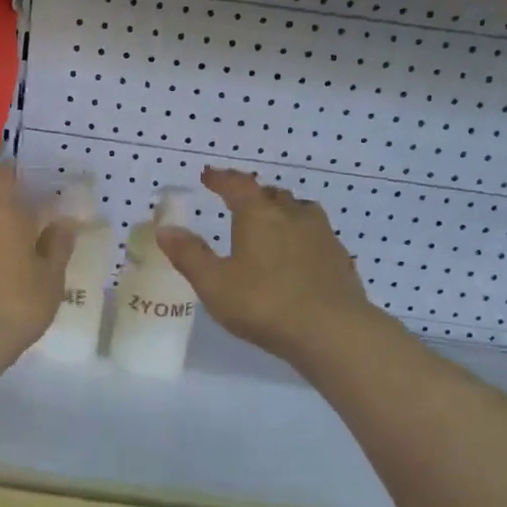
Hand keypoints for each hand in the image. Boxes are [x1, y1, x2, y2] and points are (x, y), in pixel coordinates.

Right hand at [156, 167, 374, 363]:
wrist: (331, 330)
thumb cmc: (264, 303)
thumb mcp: (214, 283)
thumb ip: (190, 255)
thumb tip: (165, 228)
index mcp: (259, 216)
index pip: (238, 186)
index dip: (222, 178)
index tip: (209, 175)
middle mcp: (293, 216)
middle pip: (272, 195)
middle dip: (255, 195)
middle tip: (241, 202)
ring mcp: (322, 236)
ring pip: (301, 211)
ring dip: (284, 212)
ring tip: (273, 224)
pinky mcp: (340, 260)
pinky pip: (318, 237)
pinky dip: (303, 238)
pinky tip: (299, 256)